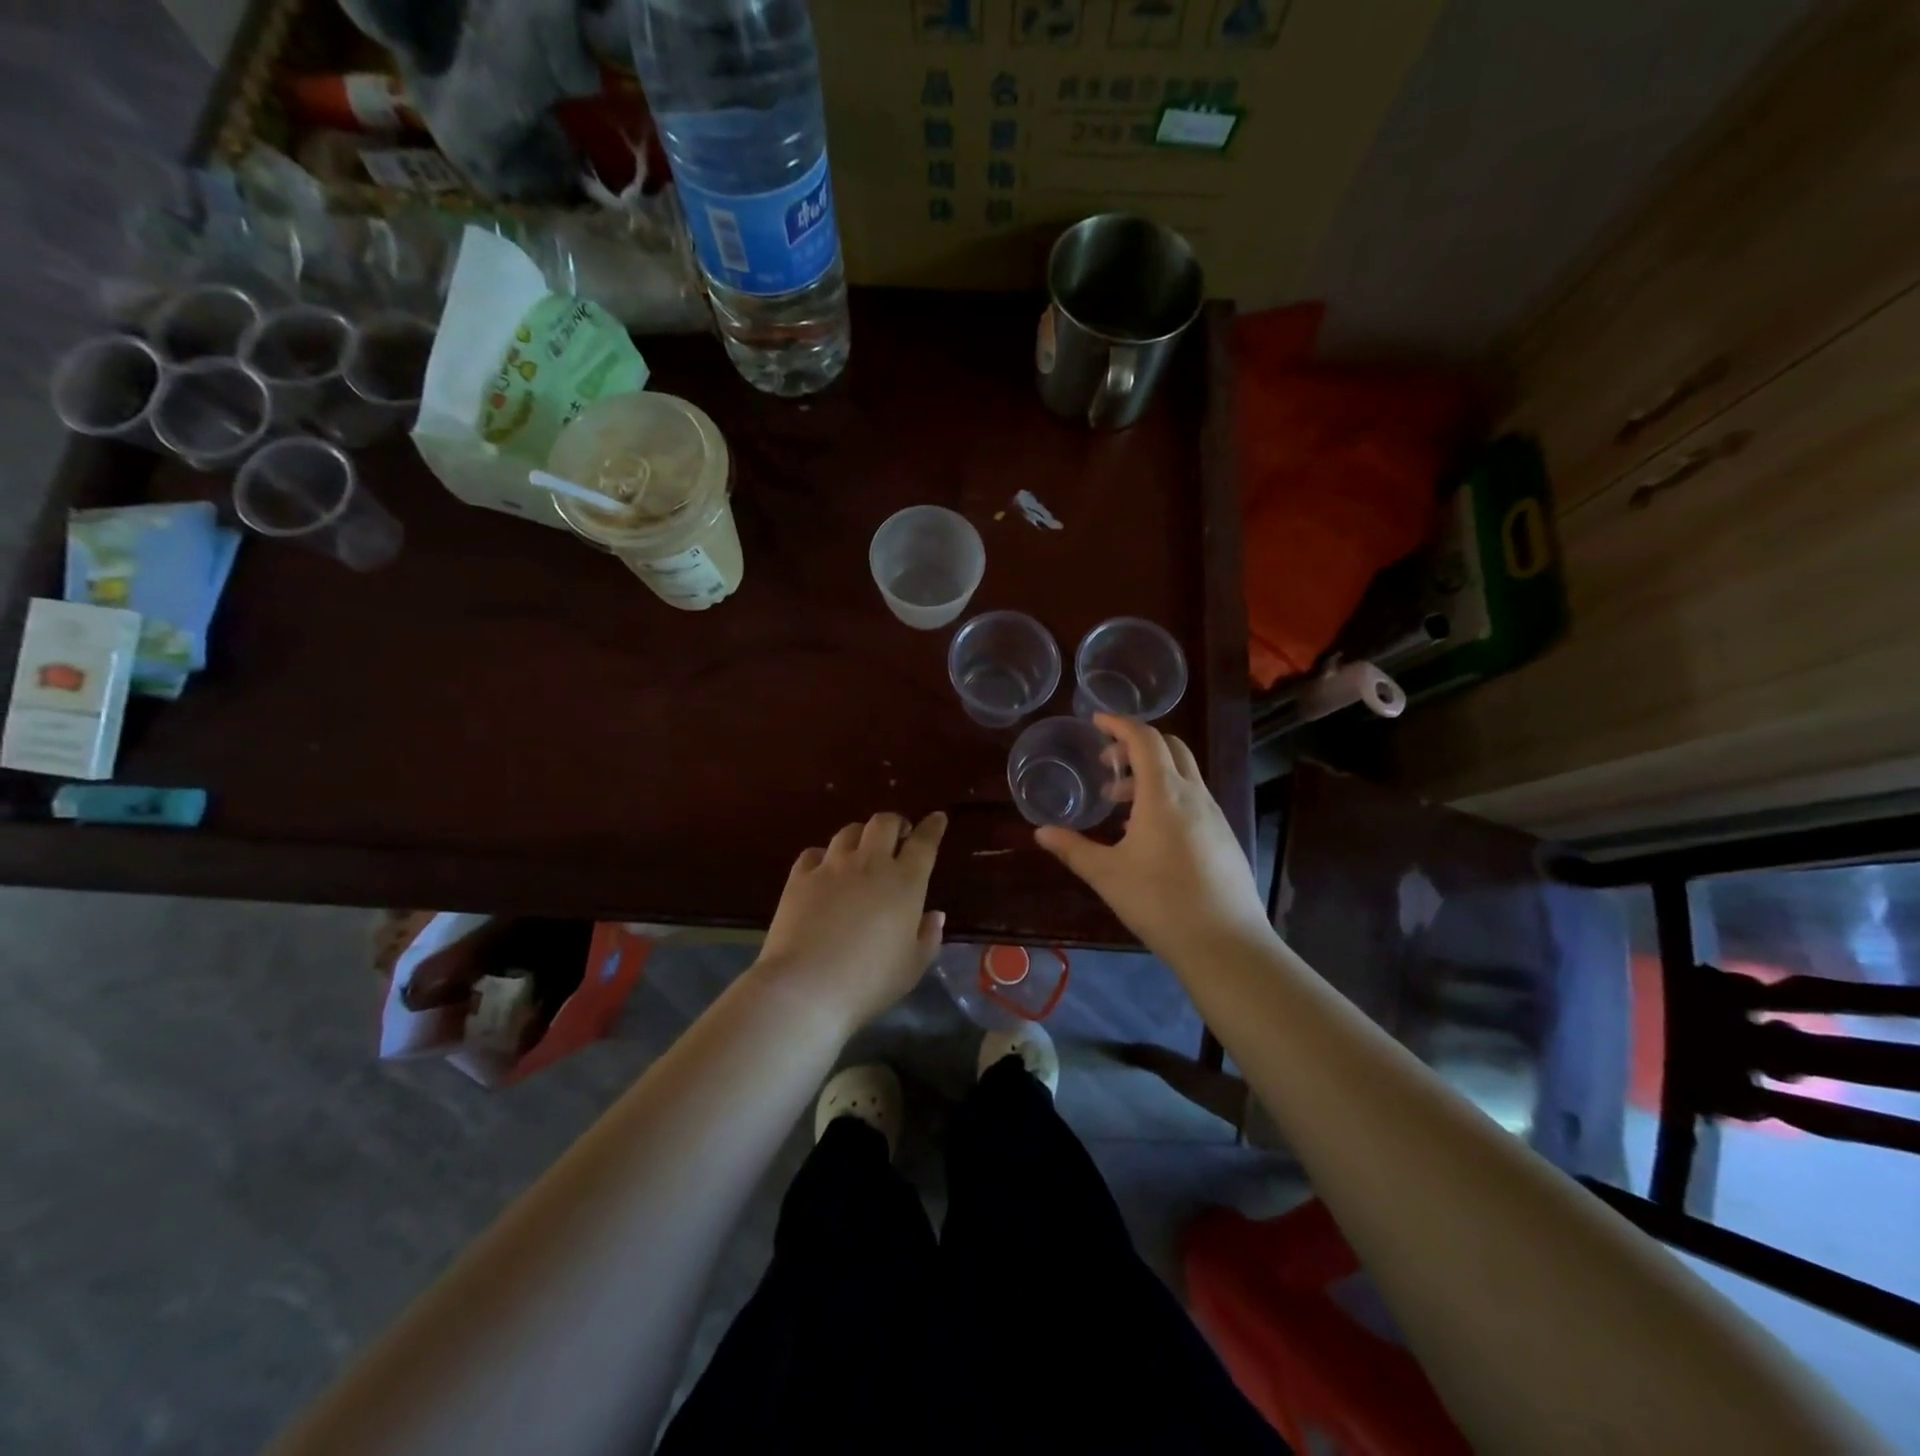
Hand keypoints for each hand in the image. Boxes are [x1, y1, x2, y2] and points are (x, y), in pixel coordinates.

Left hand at [753, 811, 947, 1032]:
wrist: (806, 987)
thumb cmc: (869, 981)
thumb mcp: (912, 967)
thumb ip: (928, 937)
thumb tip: (934, 914)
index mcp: (905, 883)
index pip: (924, 842)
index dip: (932, 827)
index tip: (937, 818)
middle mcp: (870, 864)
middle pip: (884, 823)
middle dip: (896, 823)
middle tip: (899, 835)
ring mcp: (832, 867)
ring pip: (849, 831)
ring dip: (861, 835)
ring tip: (862, 849)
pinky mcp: (800, 877)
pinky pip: (814, 853)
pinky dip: (825, 856)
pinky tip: (824, 869)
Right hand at [1035, 716, 1268, 963]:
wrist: (1224, 943)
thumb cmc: (1159, 902)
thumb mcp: (1107, 875)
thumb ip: (1072, 849)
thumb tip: (1041, 832)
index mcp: (1164, 794)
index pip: (1144, 739)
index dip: (1119, 724)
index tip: (1097, 722)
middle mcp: (1193, 794)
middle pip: (1170, 747)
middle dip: (1136, 746)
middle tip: (1108, 766)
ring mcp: (1214, 814)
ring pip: (1183, 774)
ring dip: (1151, 775)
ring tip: (1121, 806)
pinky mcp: (1224, 836)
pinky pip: (1193, 799)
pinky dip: (1169, 797)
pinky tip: (1150, 834)